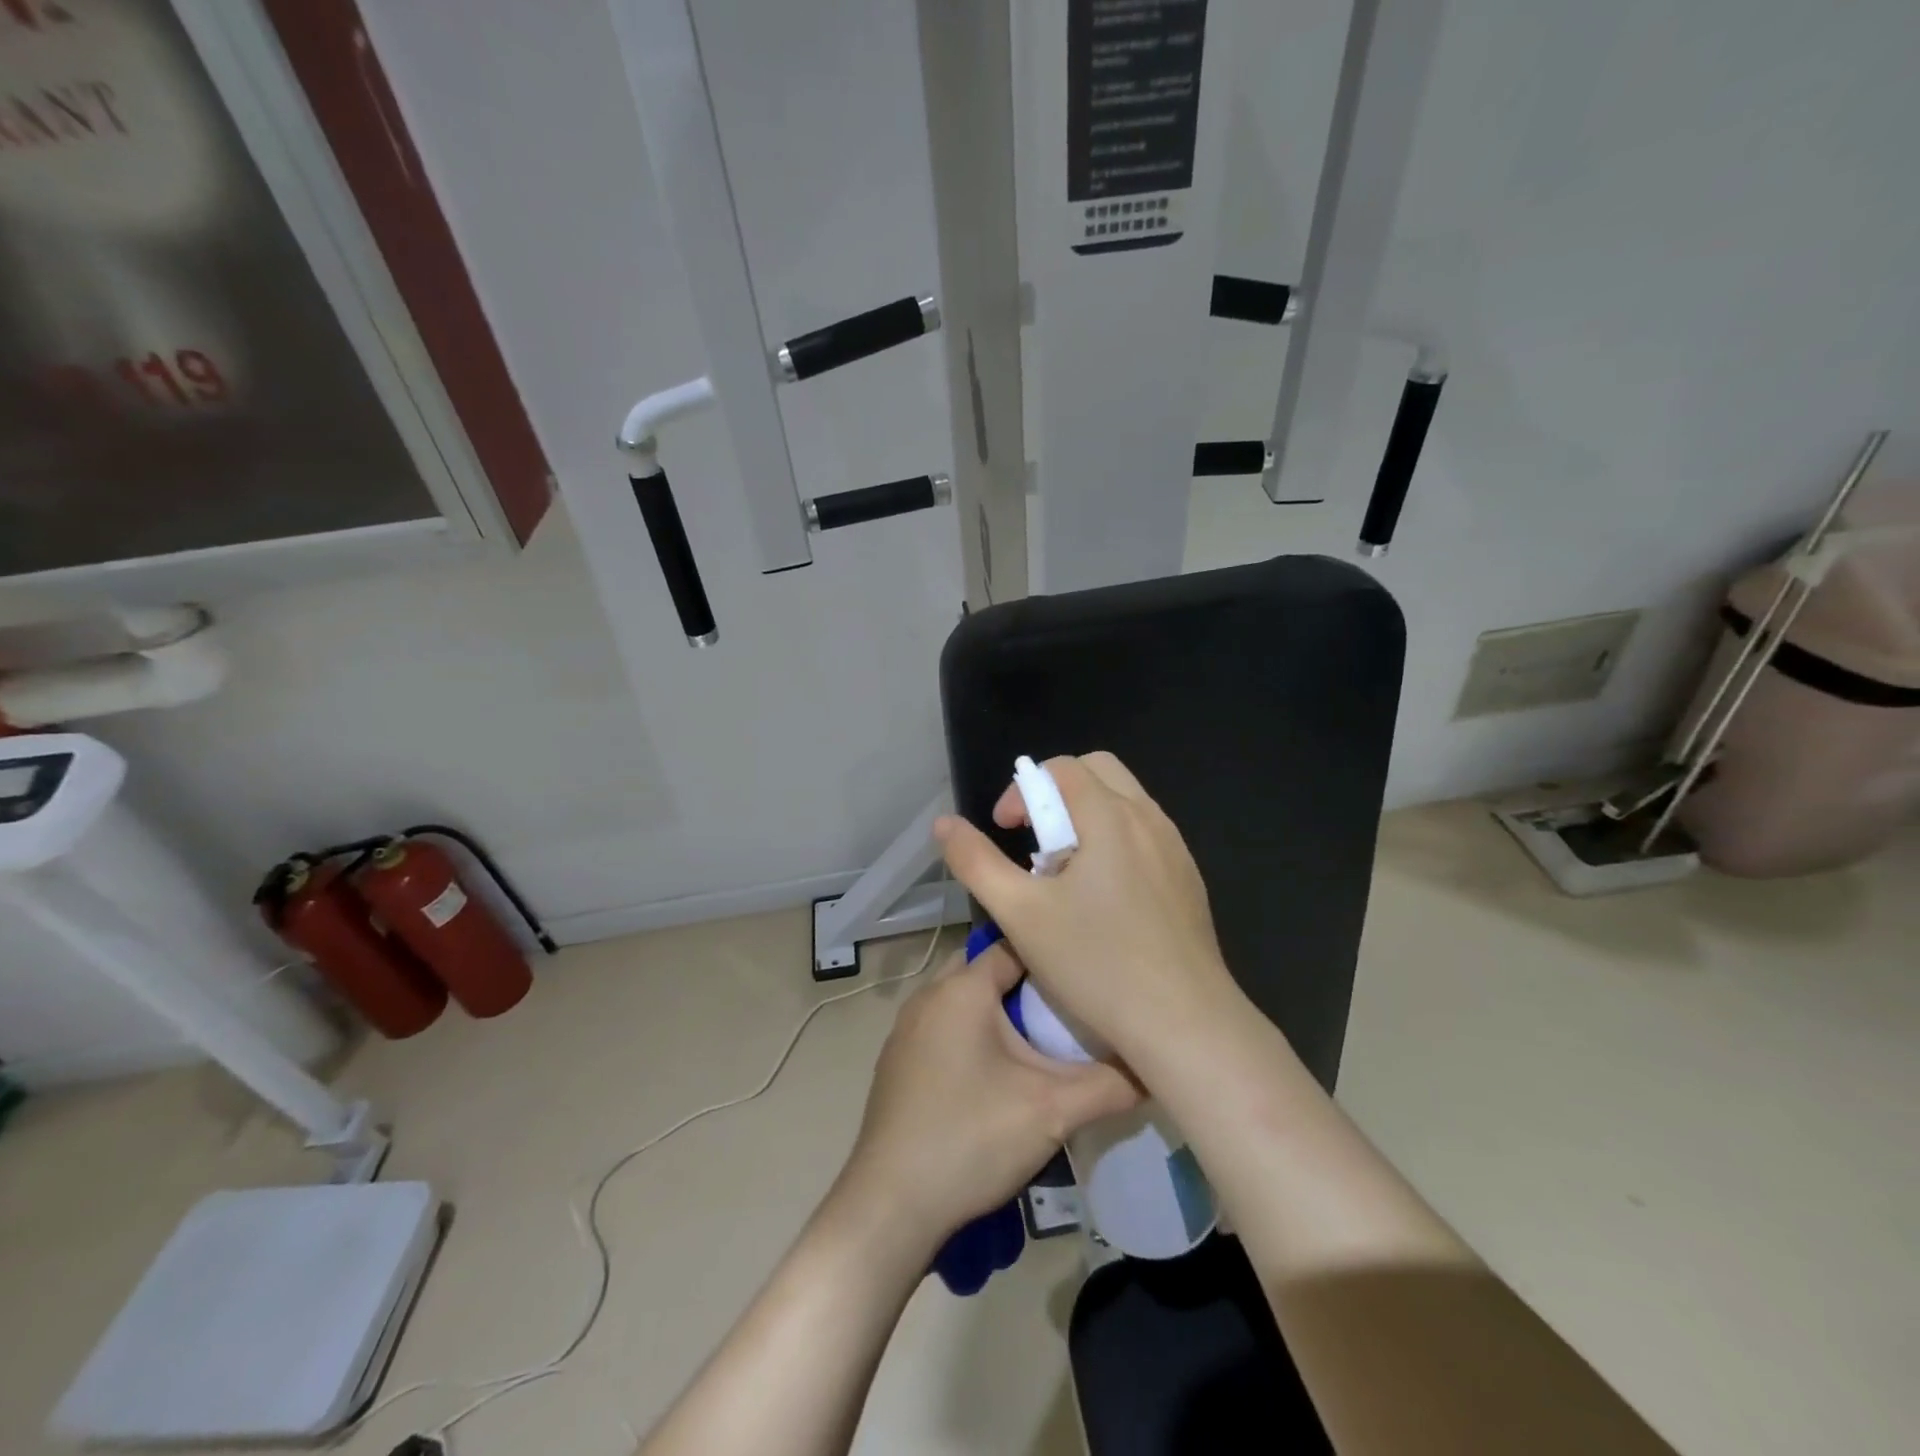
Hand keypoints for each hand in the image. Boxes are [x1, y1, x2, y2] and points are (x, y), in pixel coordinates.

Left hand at [839, 942, 1139, 1245]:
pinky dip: (972, 1033)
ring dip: (998, 1011)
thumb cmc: (971, 1139)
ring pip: (964, 999)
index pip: (1015, 947)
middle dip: (1026, 984)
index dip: (1053, 957)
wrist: (890, 1204)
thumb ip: (1110, 1084)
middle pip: (987, 969)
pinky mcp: (898, 1059)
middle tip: (1067, 1009)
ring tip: (1039, 1040)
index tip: (1086, 975)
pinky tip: (995, 1074)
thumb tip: (1154, 1068)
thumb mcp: (1052, 1112)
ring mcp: (906, 1027)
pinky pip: (944, 1025)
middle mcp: (929, 995)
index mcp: (961, 989)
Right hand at [933, 751, 1240, 1066]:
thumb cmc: (1096, 963)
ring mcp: (1175, 848)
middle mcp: (1149, 818)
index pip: (1061, 768)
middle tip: (1034, 840)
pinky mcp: (1189, 878)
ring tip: (1065, 872)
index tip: (1005, 830)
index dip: (1023, 790)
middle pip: (1098, 770)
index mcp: (1110, 816)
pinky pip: (1146, 834)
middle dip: (1057, 792)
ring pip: (1125, 802)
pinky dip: (1115, 840)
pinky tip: (1103, 898)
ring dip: (1087, 816)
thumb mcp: (1020, 914)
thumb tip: (944, 824)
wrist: (1185, 1022)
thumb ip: (976, 862)